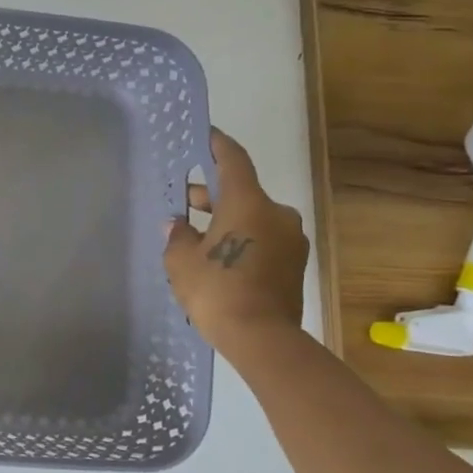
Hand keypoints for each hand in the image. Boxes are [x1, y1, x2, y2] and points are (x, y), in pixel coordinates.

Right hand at [163, 129, 307, 348]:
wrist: (261, 337)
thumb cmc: (216, 290)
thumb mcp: (181, 261)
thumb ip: (178, 235)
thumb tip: (178, 224)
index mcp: (248, 203)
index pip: (233, 160)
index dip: (218, 145)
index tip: (206, 134)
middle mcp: (276, 213)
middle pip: (242, 192)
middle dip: (213, 194)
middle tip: (185, 201)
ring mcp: (291, 240)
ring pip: (254, 217)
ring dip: (228, 219)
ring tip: (198, 234)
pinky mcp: (294, 263)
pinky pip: (263, 239)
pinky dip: (242, 238)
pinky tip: (219, 256)